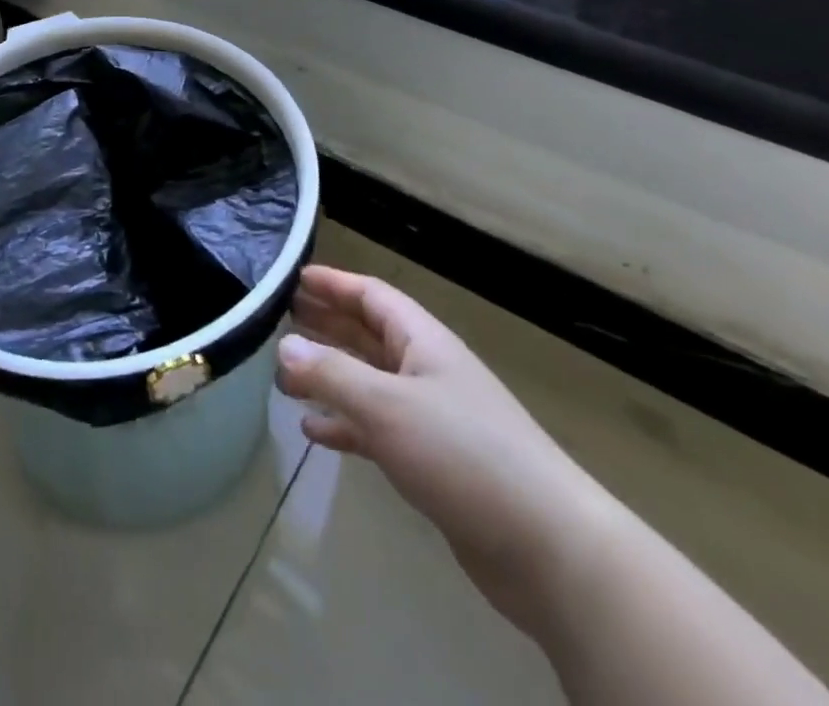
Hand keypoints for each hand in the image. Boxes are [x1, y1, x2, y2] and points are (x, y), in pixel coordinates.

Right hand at [276, 265, 615, 630]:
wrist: (549, 549)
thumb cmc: (464, 454)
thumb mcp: (387, 406)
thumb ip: (332, 373)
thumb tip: (283, 346)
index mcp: (423, 342)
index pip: (371, 295)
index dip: (332, 283)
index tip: (291, 278)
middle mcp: (426, 370)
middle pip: (367, 334)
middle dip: (326, 323)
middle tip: (279, 317)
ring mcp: (431, 417)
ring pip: (368, 381)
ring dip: (329, 374)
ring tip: (284, 372)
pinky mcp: (432, 462)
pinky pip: (376, 429)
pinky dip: (345, 424)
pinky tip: (312, 430)